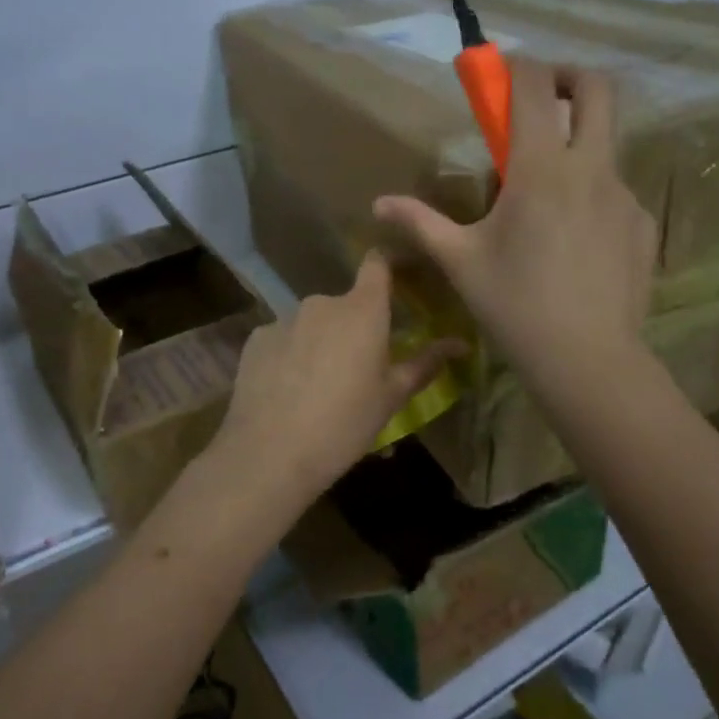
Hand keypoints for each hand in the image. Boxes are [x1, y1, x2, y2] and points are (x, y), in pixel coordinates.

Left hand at [213, 252, 462, 507]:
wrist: (270, 453)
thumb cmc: (344, 424)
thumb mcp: (391, 397)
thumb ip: (425, 363)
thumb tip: (461, 343)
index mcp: (363, 310)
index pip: (377, 264)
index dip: (388, 265)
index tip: (398, 278)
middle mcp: (323, 302)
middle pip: (346, 303)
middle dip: (354, 326)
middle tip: (359, 367)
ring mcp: (284, 318)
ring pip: (313, 323)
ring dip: (321, 342)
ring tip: (320, 386)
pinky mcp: (257, 339)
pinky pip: (283, 338)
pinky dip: (290, 354)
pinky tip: (289, 389)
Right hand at [374, 59, 655, 387]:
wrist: (587, 360)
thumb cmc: (514, 306)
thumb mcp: (460, 262)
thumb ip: (421, 223)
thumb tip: (379, 204)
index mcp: (541, 169)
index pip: (535, 87)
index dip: (516, 66)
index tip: (499, 71)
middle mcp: (590, 168)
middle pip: (599, 90)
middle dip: (570, 77)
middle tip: (544, 97)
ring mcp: (624, 196)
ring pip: (607, 145)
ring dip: (578, 146)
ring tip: (547, 197)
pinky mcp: (643, 225)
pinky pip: (616, 193)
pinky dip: (593, 196)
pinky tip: (575, 242)